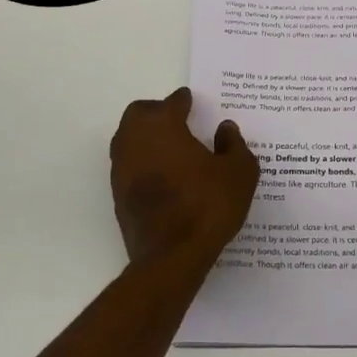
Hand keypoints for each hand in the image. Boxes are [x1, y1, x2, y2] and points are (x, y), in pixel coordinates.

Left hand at [110, 87, 259, 265]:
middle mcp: (136, 140)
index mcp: (163, 126)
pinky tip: (162, 175)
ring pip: (128, 139)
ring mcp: (122, 168)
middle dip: (156, 112)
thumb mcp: (239, 173)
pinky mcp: (118, 194)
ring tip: (170, 147)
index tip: (191, 101)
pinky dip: (142, 162)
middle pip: (139, 114)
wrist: (171, 256)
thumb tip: (225, 129)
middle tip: (178, 120)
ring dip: (146, 136)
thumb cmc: (207, 206)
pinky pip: (129, 165)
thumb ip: (234, 145)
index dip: (183, 101)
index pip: (171, 103)